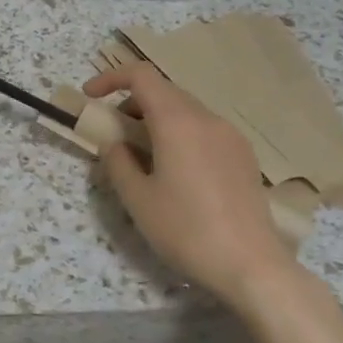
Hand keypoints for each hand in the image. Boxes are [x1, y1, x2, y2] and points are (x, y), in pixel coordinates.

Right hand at [83, 63, 295, 308]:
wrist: (252, 266)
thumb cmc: (186, 230)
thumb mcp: (137, 199)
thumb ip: (118, 162)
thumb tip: (115, 144)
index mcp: (177, 121)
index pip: (142, 76)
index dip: (111, 78)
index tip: (91, 98)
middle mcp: (207, 119)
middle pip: (164, 91)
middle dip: (132, 102)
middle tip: (113, 133)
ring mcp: (231, 136)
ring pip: (185, 110)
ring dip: (156, 120)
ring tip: (142, 156)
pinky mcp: (244, 156)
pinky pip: (204, 130)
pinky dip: (180, 134)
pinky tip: (175, 171)